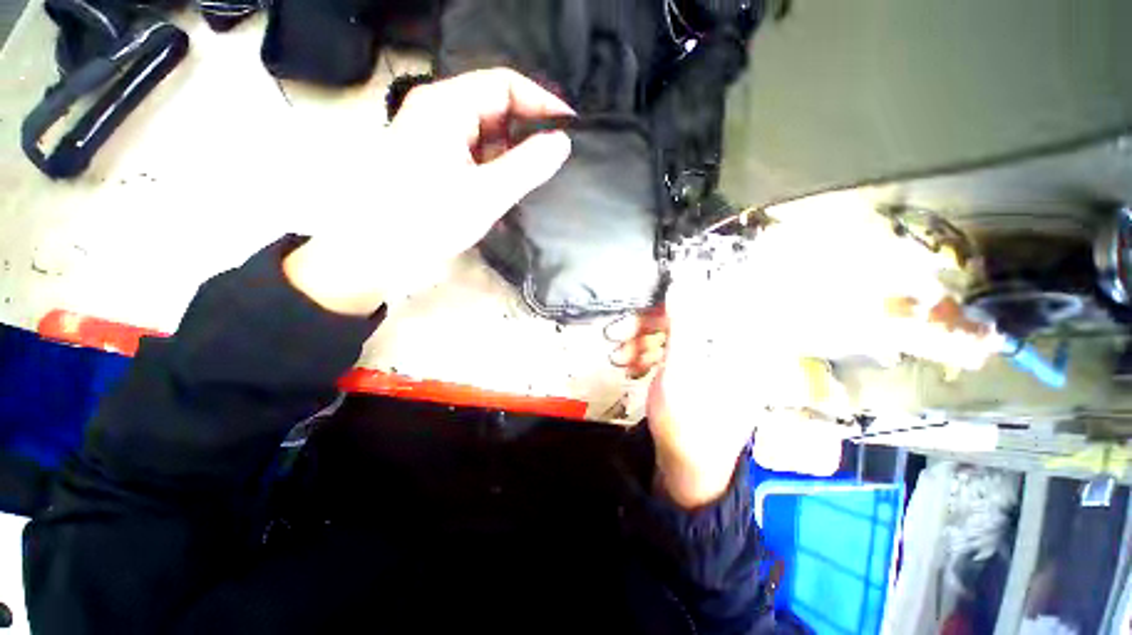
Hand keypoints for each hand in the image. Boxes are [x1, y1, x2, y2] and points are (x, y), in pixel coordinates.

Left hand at [284, 68, 573, 315]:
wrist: (375, 252)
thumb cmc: (426, 220)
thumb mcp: (485, 194)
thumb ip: (527, 166)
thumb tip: (562, 142)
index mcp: (446, 106)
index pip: (504, 84)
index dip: (541, 102)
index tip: (570, 129)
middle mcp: (439, 112)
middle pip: (496, 107)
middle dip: (528, 132)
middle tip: (556, 159)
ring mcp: (436, 137)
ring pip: (488, 134)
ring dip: (514, 154)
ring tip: (538, 177)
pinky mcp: (437, 160)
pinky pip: (477, 154)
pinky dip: (497, 168)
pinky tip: (510, 189)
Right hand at [612, 305, 752, 508]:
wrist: (687, 470)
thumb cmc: (688, 424)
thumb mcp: (681, 372)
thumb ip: (682, 325)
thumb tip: (682, 282)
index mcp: (737, 346)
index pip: (707, 302)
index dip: (672, 297)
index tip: (641, 301)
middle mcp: (728, 347)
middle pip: (684, 319)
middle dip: (644, 326)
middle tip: (614, 333)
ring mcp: (709, 360)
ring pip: (671, 335)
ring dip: (640, 342)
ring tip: (617, 357)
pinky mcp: (692, 371)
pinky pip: (669, 351)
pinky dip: (647, 355)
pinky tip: (630, 365)